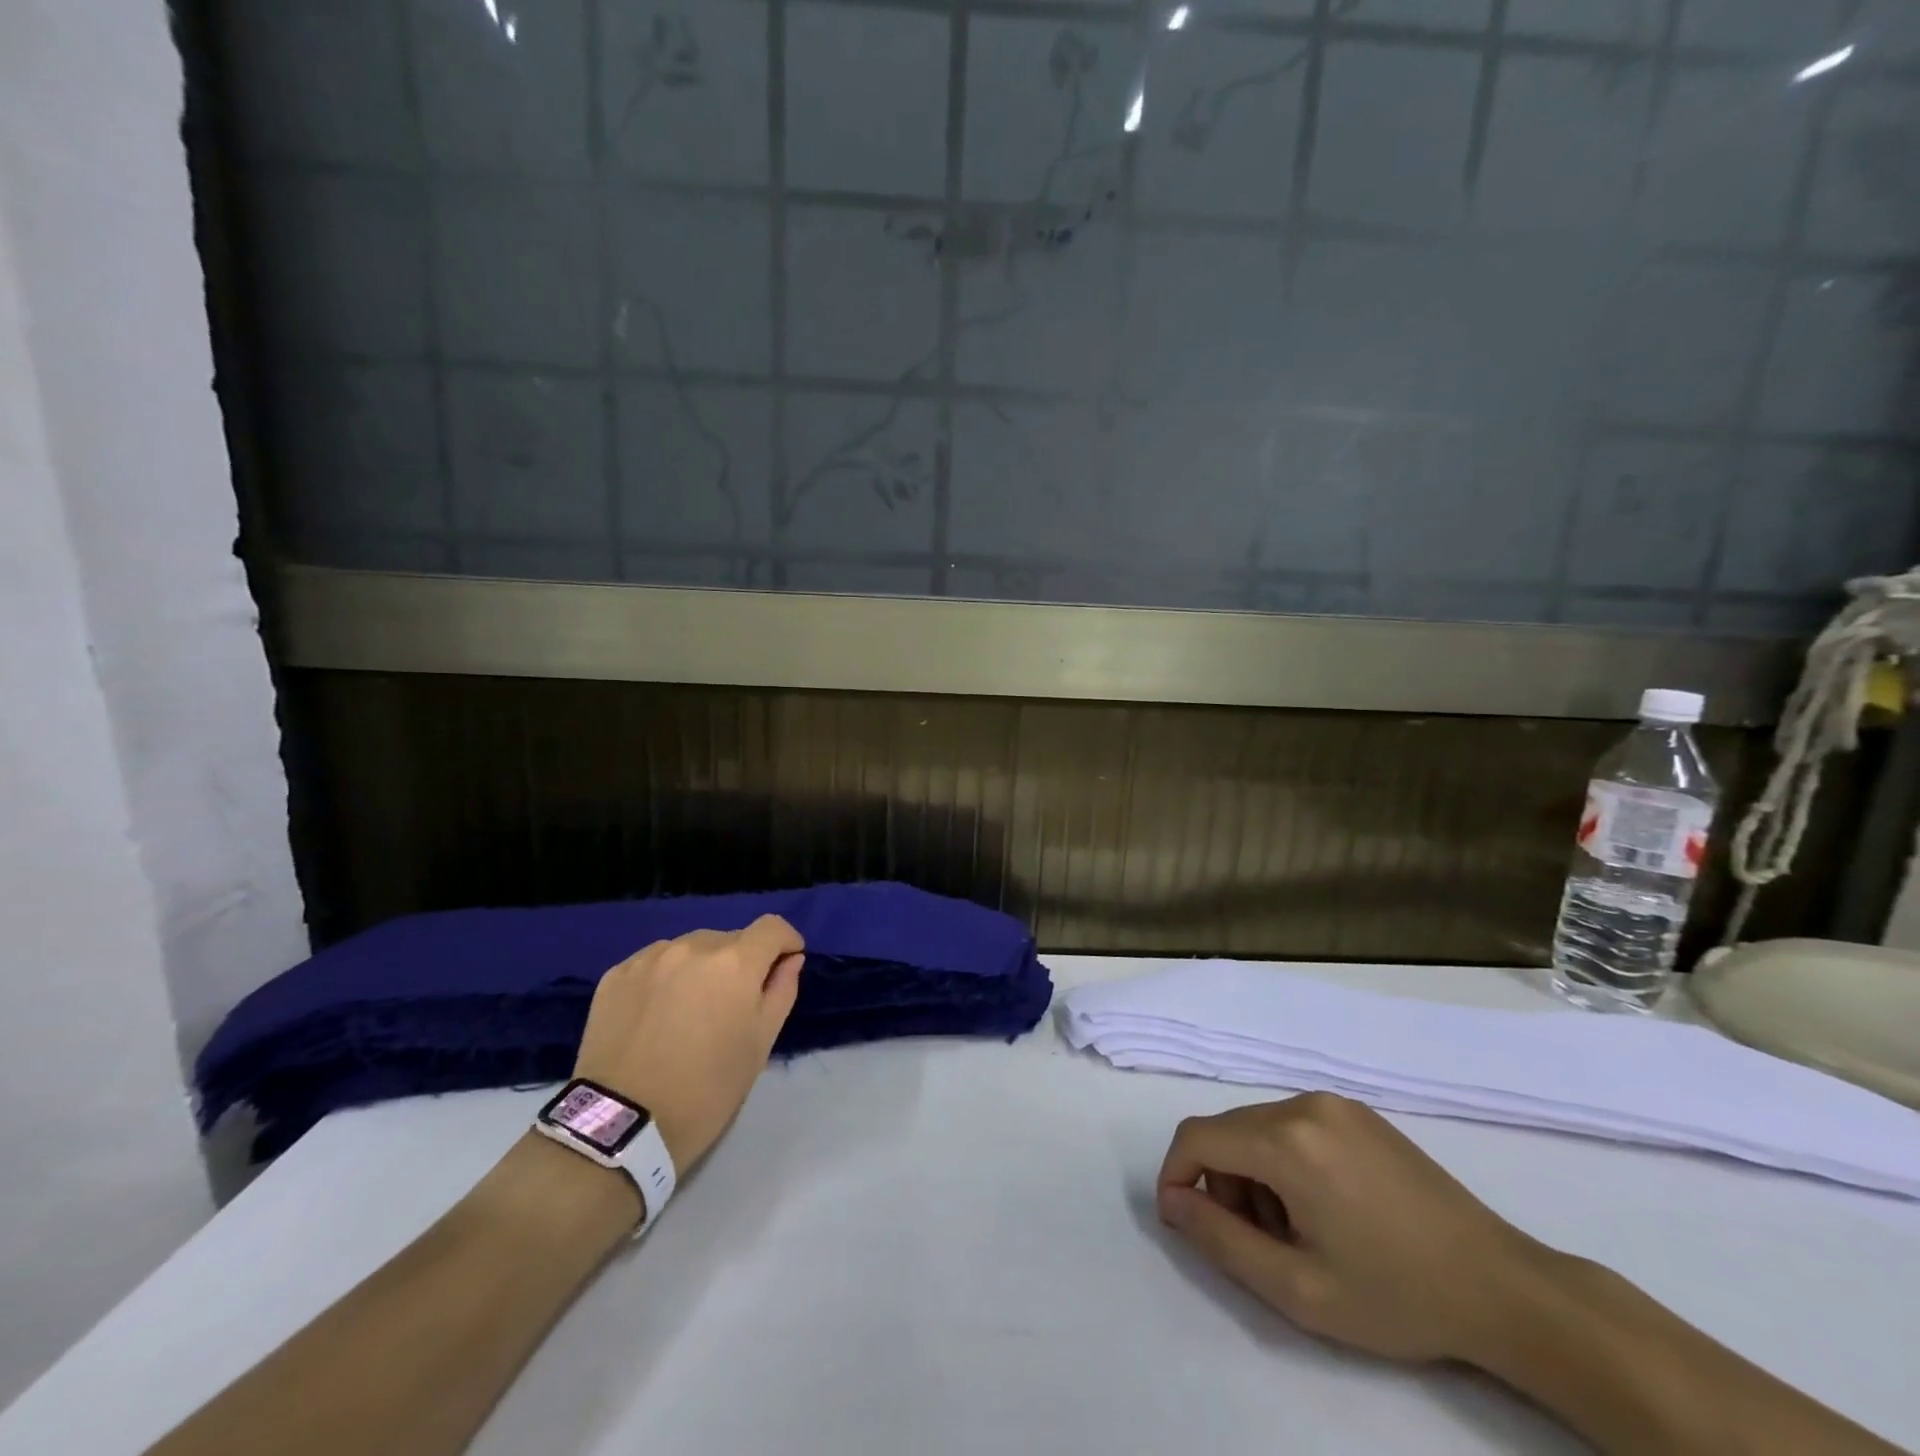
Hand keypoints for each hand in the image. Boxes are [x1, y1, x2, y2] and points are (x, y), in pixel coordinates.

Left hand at [573, 915, 804, 1171]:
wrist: (621, 1125)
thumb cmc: (706, 1089)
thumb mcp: (759, 1045)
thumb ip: (781, 992)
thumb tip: (790, 960)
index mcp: (735, 963)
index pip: (771, 927)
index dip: (785, 941)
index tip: (785, 963)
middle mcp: (693, 947)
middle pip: (730, 939)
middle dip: (740, 961)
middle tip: (731, 1003)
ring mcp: (650, 958)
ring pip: (691, 948)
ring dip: (701, 967)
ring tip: (690, 1009)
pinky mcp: (617, 974)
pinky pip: (655, 962)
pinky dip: (666, 977)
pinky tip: (657, 1013)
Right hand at [1157, 1093, 1551, 1364]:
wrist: (1502, 1286)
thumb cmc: (1396, 1295)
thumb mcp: (1298, 1288)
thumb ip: (1221, 1239)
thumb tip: (1173, 1200)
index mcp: (1286, 1140)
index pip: (1197, 1137)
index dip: (1175, 1174)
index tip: (1185, 1222)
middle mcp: (1303, 1104)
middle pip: (1227, 1131)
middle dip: (1221, 1182)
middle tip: (1258, 1242)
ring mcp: (1334, 1103)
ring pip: (1258, 1126)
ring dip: (1253, 1173)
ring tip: (1297, 1230)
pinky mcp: (1358, 1112)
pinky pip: (1293, 1124)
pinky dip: (1284, 1159)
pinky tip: (1324, 1206)